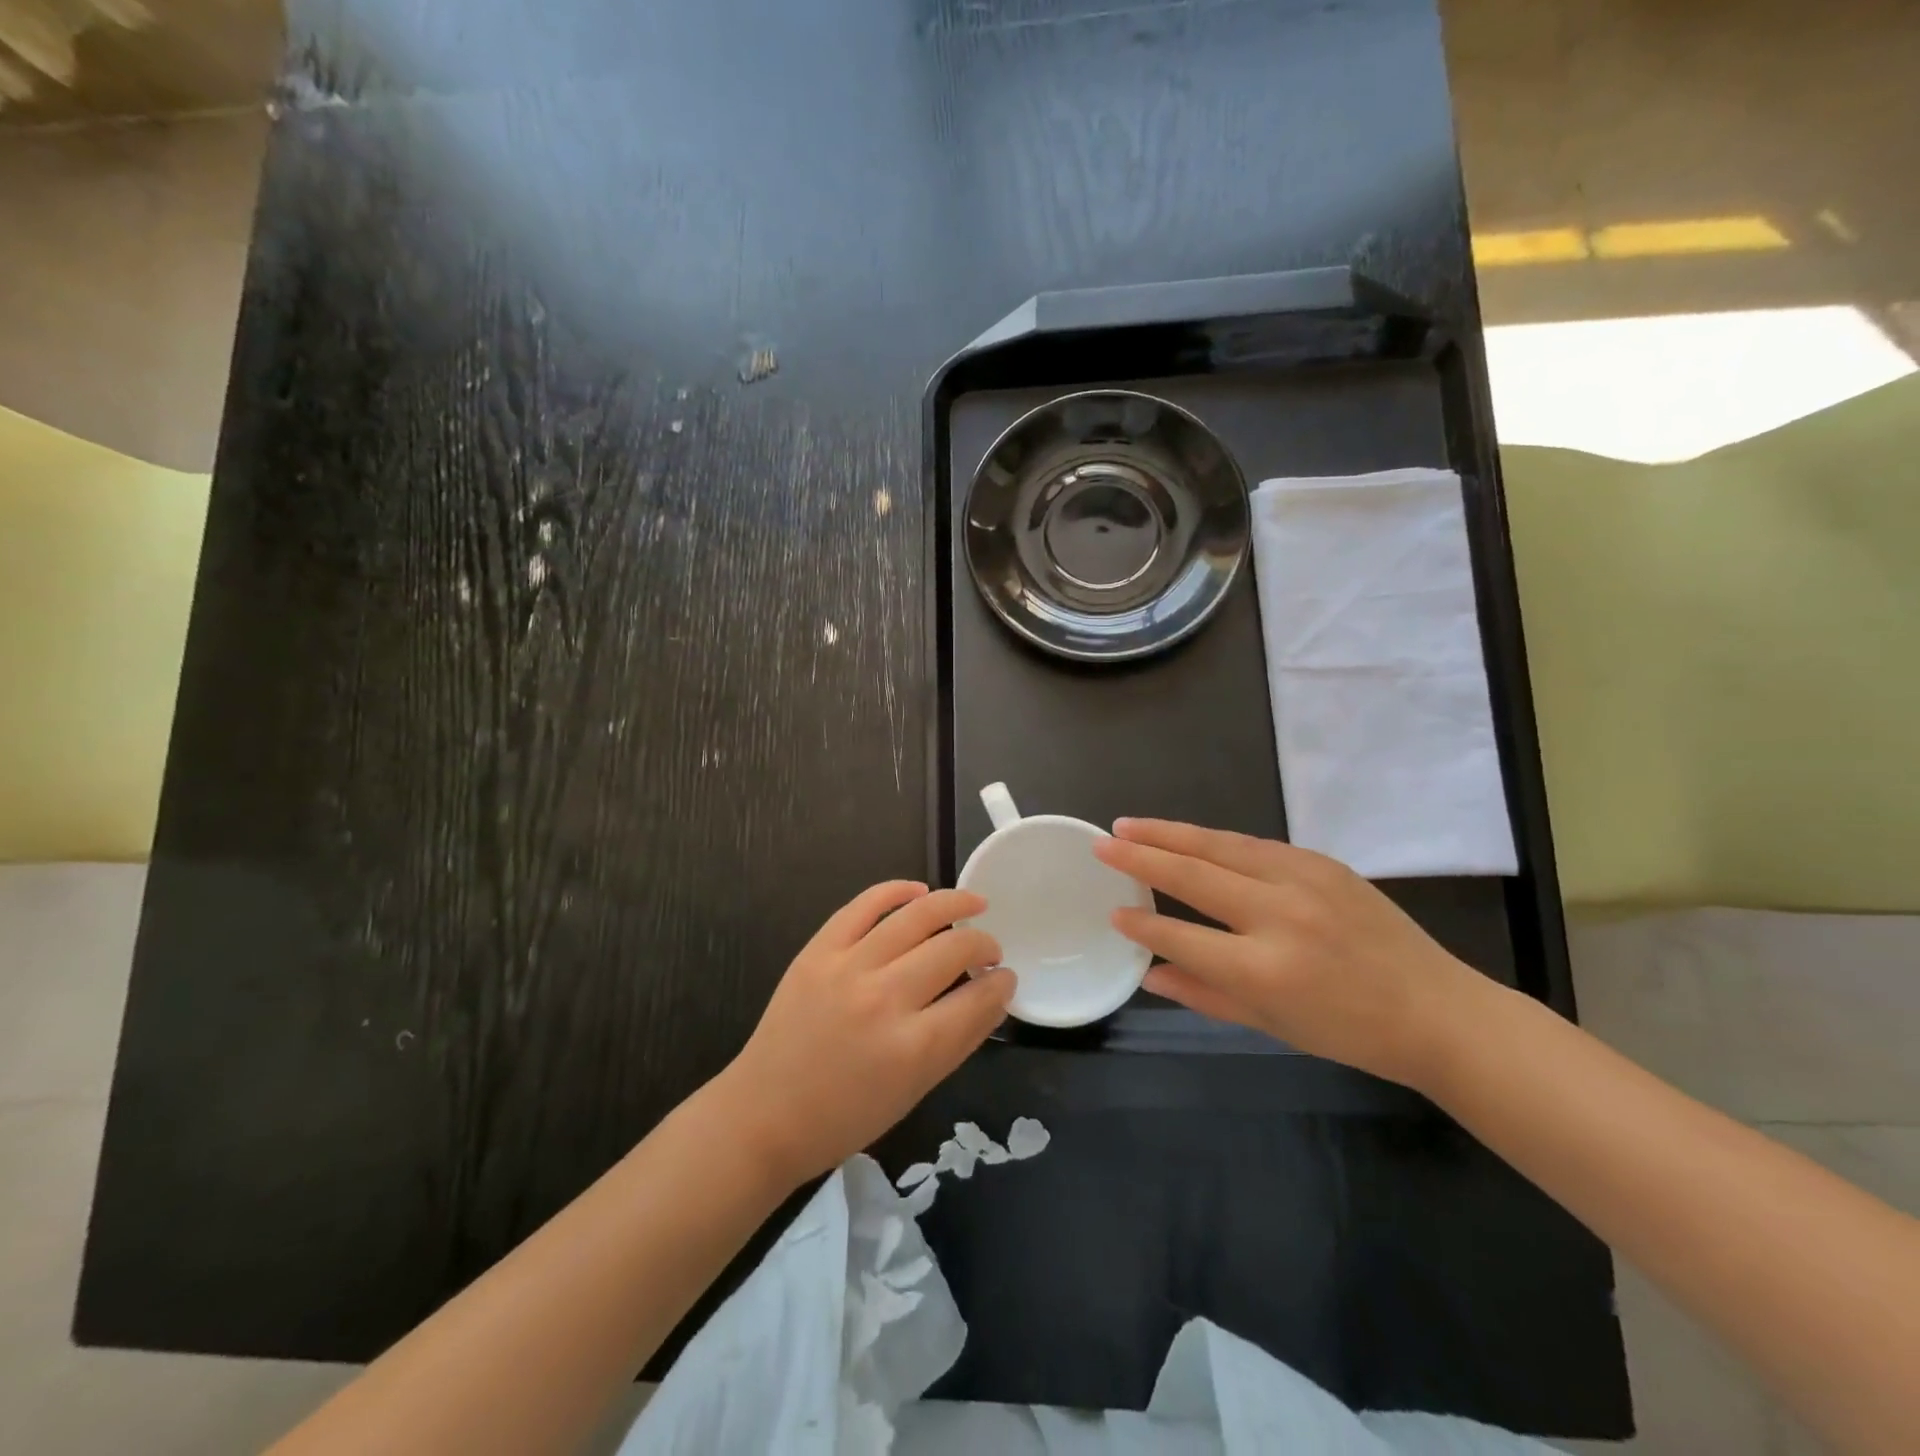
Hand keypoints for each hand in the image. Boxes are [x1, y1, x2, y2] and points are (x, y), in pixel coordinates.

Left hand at [715, 882, 1012, 1186]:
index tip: (1006, 977)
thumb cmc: (845, 1117)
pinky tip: (919, 891)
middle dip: (984, 945)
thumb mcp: (914, 1091)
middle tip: (990, 950)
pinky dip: (896, 891)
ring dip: (954, 904)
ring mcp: (848, 968)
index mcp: (913, 1048)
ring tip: (974, 903)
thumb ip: (959, 1040)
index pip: (977, 999)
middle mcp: (884, 999)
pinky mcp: (819, 950)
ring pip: (916, 916)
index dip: (1002, 984)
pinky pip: (864, 905)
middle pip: (953, 950)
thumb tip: (994, 995)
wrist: (764, 1114)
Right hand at [1093, 820, 1489, 1089]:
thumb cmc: (1349, 1032)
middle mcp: (1280, 916)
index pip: (1182, 938)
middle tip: (1102, 842)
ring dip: (1168, 833)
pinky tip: (1187, 835)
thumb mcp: (1271, 1025)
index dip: (1142, 925)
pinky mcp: (1322, 862)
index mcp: (1265, 970)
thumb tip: (1148, 973)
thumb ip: (1204, 994)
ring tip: (1128, 825)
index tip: (1113, 912)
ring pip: (1219, 846)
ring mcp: (1304, 881)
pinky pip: (1253, 844)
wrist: (1437, 1011)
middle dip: (1141, 858)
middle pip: (1193, 876)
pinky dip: (1213, 840)